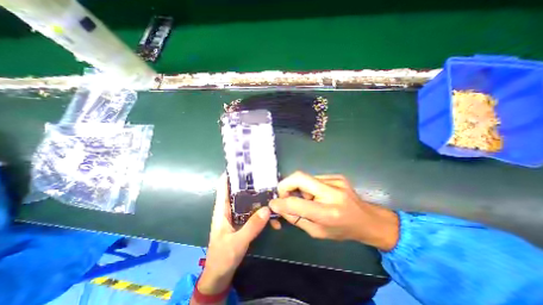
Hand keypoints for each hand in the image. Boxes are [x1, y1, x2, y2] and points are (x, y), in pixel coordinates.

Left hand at [197, 176, 269, 296]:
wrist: (220, 274)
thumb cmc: (222, 257)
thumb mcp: (237, 242)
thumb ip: (252, 227)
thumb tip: (267, 208)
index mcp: (222, 209)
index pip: (224, 186)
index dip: (230, 174)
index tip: (243, 165)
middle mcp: (229, 208)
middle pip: (238, 190)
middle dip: (249, 183)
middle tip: (264, 176)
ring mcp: (237, 215)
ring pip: (247, 200)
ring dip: (258, 197)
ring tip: (271, 191)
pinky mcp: (243, 221)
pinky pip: (253, 211)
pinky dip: (261, 210)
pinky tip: (271, 213)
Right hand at [268, 170, 397, 250]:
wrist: (369, 220)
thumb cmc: (343, 230)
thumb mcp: (318, 232)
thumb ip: (297, 219)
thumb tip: (280, 207)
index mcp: (329, 213)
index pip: (296, 203)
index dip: (280, 202)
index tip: (273, 204)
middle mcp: (332, 192)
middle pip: (299, 177)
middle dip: (285, 185)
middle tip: (283, 195)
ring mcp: (336, 180)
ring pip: (305, 178)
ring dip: (298, 188)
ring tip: (306, 200)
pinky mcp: (337, 176)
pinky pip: (313, 178)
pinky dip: (308, 186)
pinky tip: (316, 195)